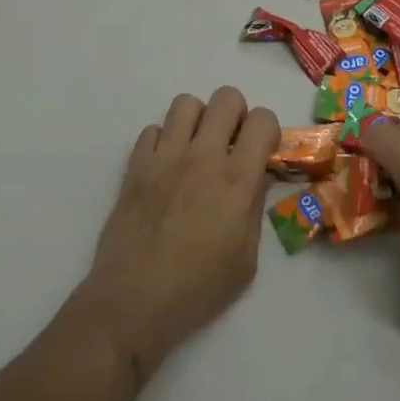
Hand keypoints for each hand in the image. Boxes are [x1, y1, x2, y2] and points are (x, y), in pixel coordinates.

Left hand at [77, 87, 279, 377]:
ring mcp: (165, 157)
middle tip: (230, 144)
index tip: (261, 151)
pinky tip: (165, 168)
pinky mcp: (135, 166)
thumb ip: (254, 209)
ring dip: (198, 120)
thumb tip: (255, 178)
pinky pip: (152, 129)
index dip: (267, 130)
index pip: (262, 119)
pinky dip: (163, 141)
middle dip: (235, 114)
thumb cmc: (197, 290)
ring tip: (196, 148)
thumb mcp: (246, 260)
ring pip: (186, 103)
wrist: (132, 303)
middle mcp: (202, 157)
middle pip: (226, 97)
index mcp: (236, 180)